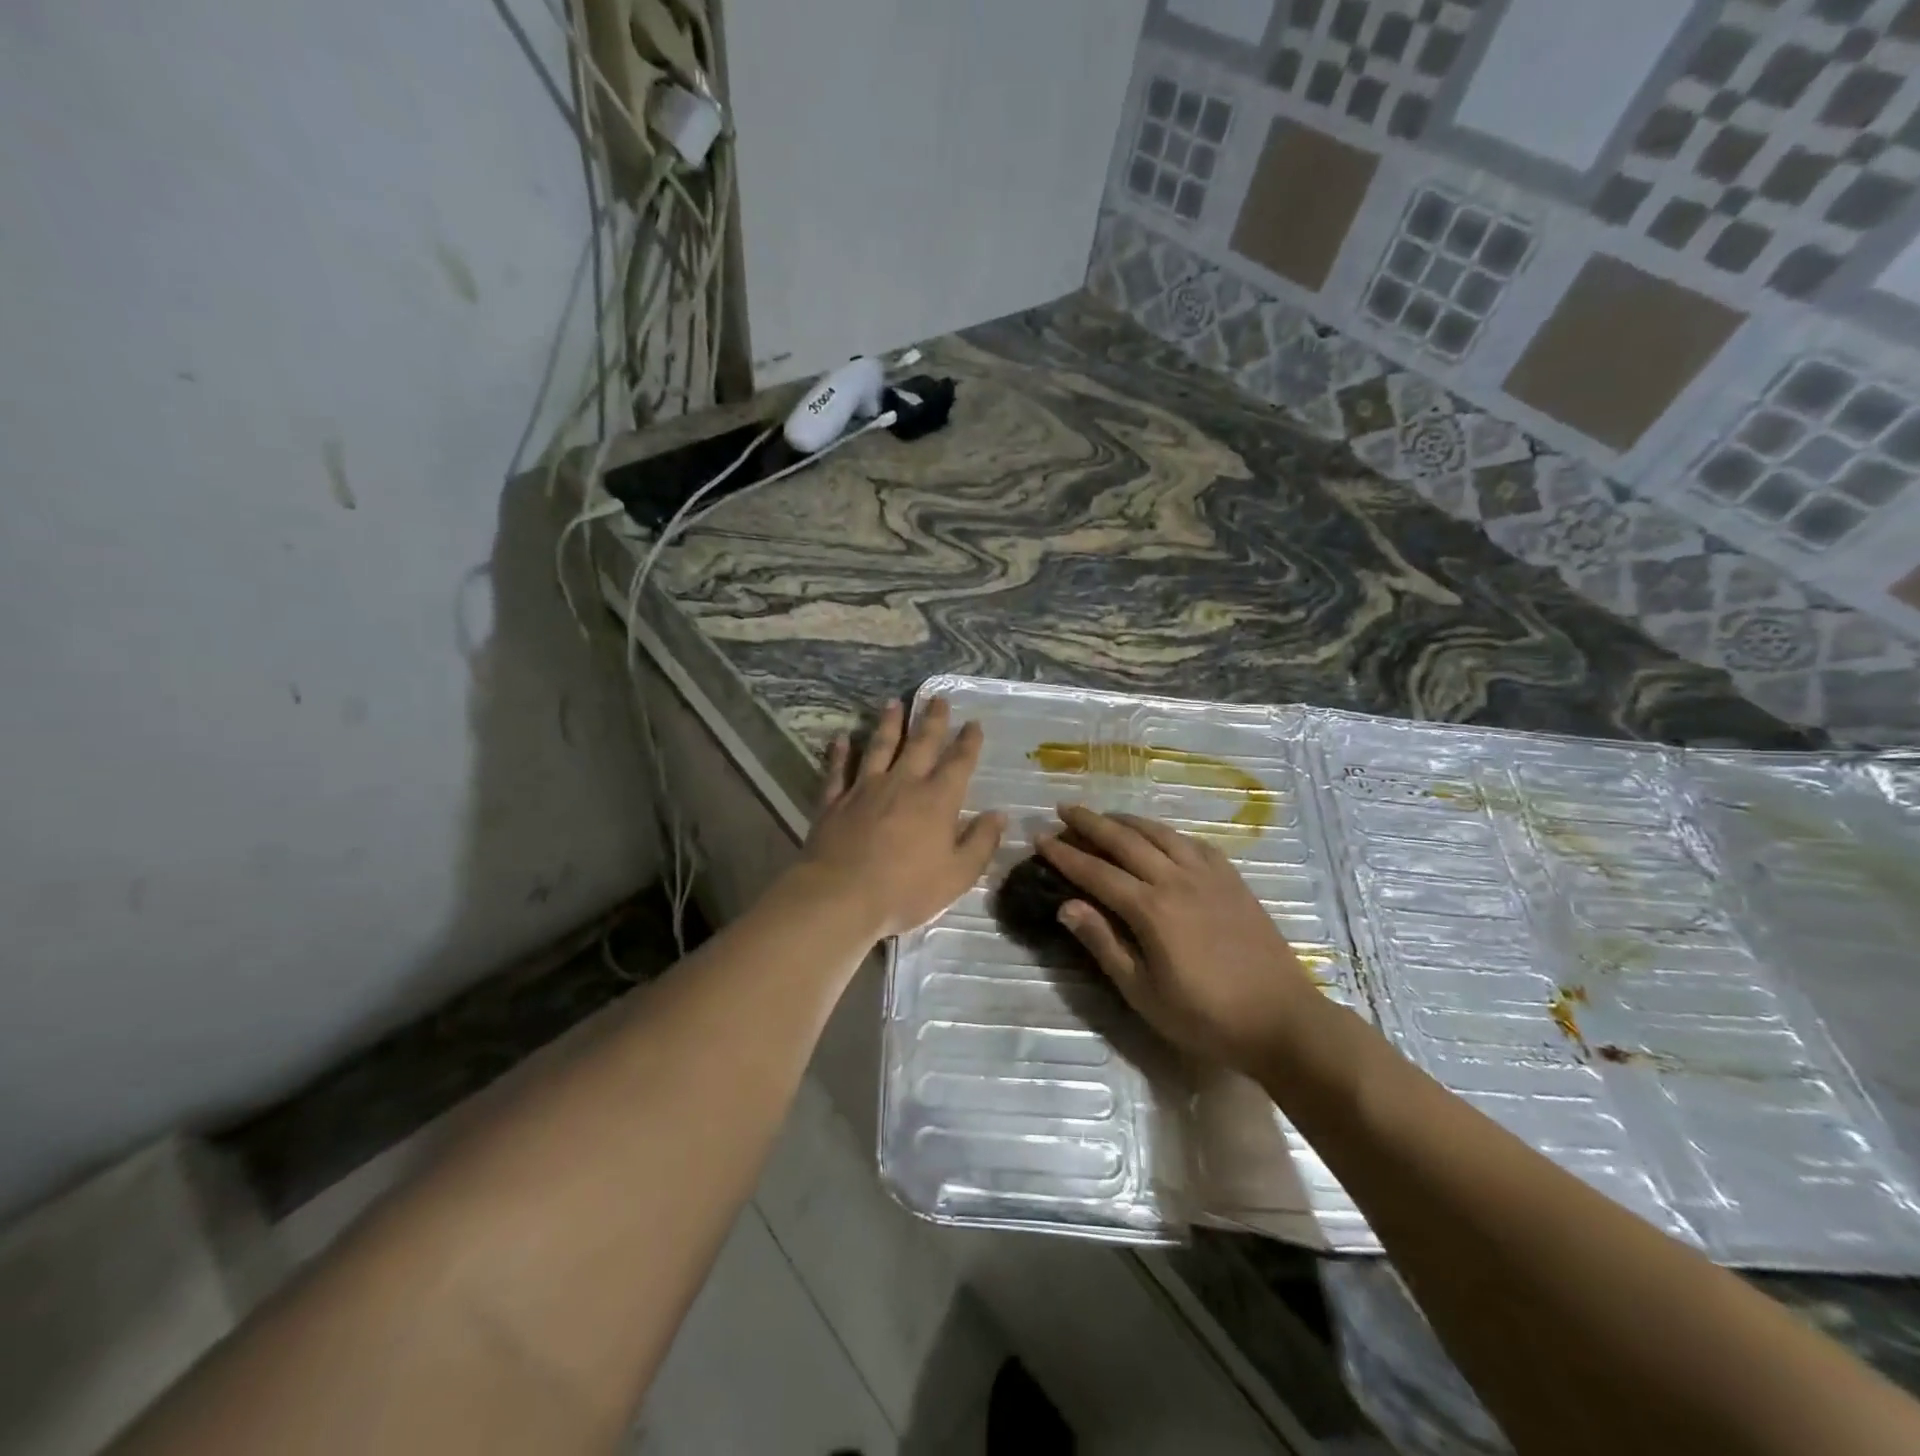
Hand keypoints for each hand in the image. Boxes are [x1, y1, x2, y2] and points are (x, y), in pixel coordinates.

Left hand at [798, 698, 1005, 937]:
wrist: (841, 896)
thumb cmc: (906, 890)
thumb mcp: (957, 875)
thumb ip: (981, 843)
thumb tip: (999, 816)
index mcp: (937, 800)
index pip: (958, 762)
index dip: (968, 742)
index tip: (973, 723)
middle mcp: (903, 783)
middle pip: (920, 744)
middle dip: (932, 720)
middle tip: (937, 698)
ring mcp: (865, 788)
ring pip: (879, 747)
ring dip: (888, 724)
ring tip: (893, 703)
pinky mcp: (834, 801)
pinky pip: (839, 770)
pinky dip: (840, 753)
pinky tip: (841, 738)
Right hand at [1036, 805, 1318, 1073]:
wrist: (1282, 1019)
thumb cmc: (1206, 1015)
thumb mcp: (1144, 992)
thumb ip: (1104, 944)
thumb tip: (1066, 905)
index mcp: (1151, 909)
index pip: (1096, 872)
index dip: (1065, 854)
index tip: (1040, 837)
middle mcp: (1176, 880)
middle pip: (1125, 840)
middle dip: (1090, 822)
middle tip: (1064, 808)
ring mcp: (1209, 875)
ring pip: (1160, 833)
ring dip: (1127, 820)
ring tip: (1105, 815)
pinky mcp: (1232, 879)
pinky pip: (1193, 842)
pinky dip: (1167, 832)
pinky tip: (1160, 835)